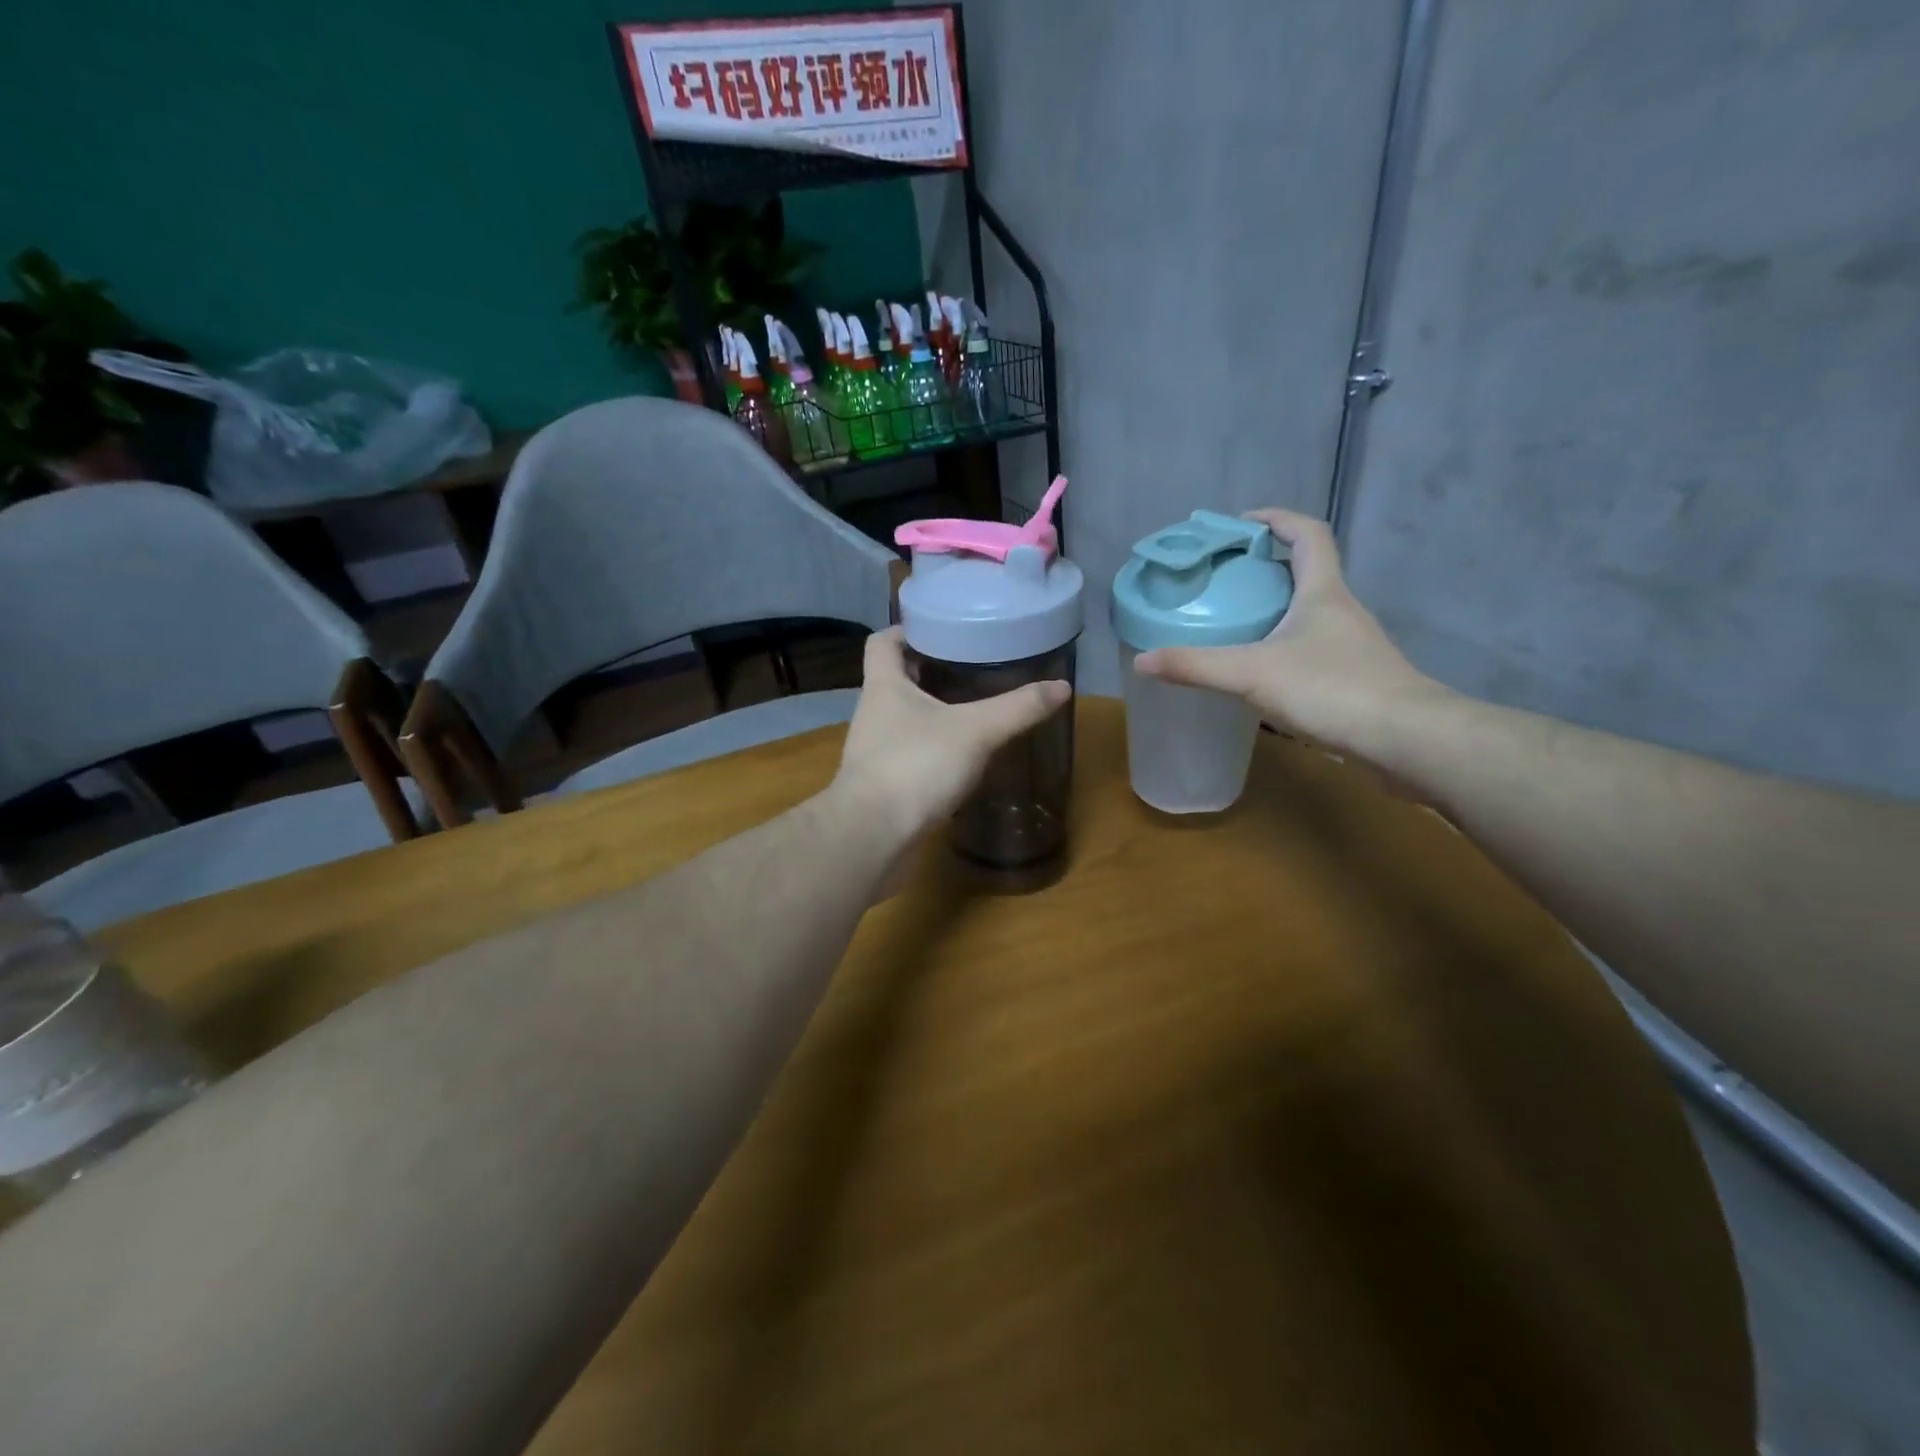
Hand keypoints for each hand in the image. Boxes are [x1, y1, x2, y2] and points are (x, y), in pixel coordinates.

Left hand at [831, 627, 1071, 845]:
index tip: (941, 627)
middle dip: (929, 668)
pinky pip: (910, 751)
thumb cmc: (916, 765)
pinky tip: (963, 754)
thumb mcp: (975, 731)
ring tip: (974, 705)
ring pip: (904, 717)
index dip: (907, 629)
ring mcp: (875, 749)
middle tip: (971, 663)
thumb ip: (1018, 708)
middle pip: (896, 677)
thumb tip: (1063, 687)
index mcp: (883, 685)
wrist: (873, 835)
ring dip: (933, 709)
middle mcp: (873, 712)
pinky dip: (933, 746)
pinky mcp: (884, 782)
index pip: (883, 641)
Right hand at [1135, 509, 1444, 756]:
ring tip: (1234, 620)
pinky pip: (1313, 646)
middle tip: (1223, 576)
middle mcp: (1341, 609)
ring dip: (1276, 606)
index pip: (1307, 534)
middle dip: (1266, 565)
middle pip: (1307, 570)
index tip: (1239, 524)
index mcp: (1322, 591)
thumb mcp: (1252, 673)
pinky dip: (1284, 644)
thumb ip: (1195, 666)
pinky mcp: (1354, 677)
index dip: (1275, 520)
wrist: (1405, 739)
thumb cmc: (1331, 689)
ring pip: (1310, 611)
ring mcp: (1352, 645)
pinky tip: (1261, 669)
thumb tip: (1141, 660)